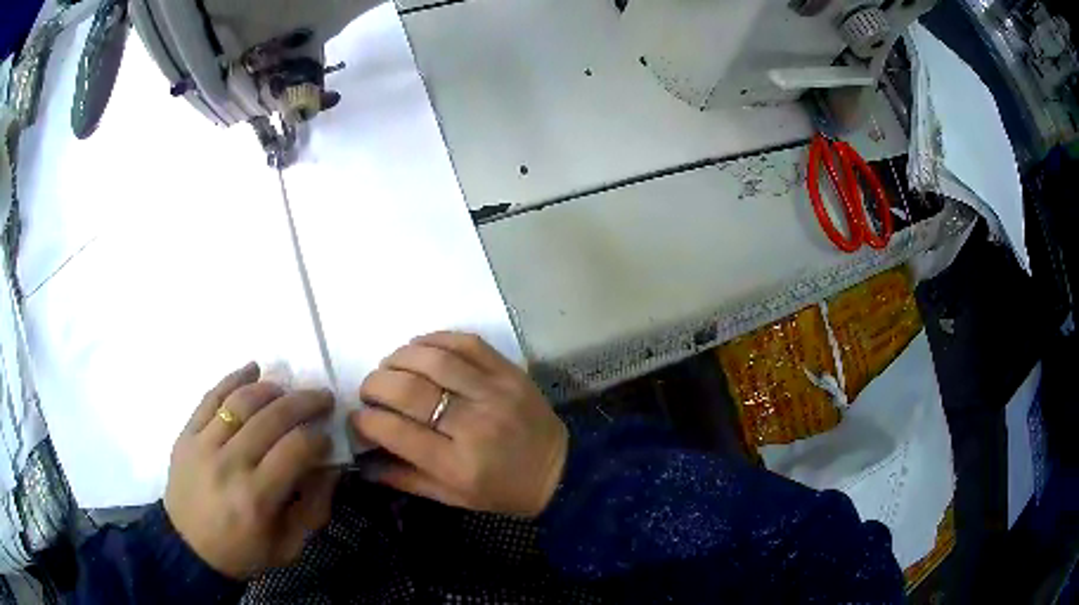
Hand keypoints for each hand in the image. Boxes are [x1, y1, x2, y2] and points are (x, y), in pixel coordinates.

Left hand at [165, 363, 337, 579]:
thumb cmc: (243, 552)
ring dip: (271, 389)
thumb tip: (329, 467)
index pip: (295, 450)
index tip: (327, 437)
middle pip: (271, 418)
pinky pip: (210, 398)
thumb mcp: (288, 545)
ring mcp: (203, 446)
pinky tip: (252, 369)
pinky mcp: (186, 435)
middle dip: (304, 402)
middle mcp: (229, 465)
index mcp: (257, 498)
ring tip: (288, 388)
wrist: (188, 549)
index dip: (318, 438)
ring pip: (241, 403)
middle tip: (322, 398)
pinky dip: (233, 379)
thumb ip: (313, 508)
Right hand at [352, 332, 567, 517]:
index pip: (396, 432)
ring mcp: (494, 393)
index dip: (366, 420)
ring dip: (399, 358)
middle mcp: (473, 425)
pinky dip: (434, 339)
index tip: (358, 417)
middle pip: (409, 391)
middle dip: (375, 385)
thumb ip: (405, 479)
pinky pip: (466, 343)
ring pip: (433, 361)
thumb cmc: (501, 491)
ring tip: (389, 366)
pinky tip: (418, 348)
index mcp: (457, 464)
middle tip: (369, 390)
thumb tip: (363, 460)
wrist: (560, 470)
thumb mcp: (452, 498)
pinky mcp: (509, 372)